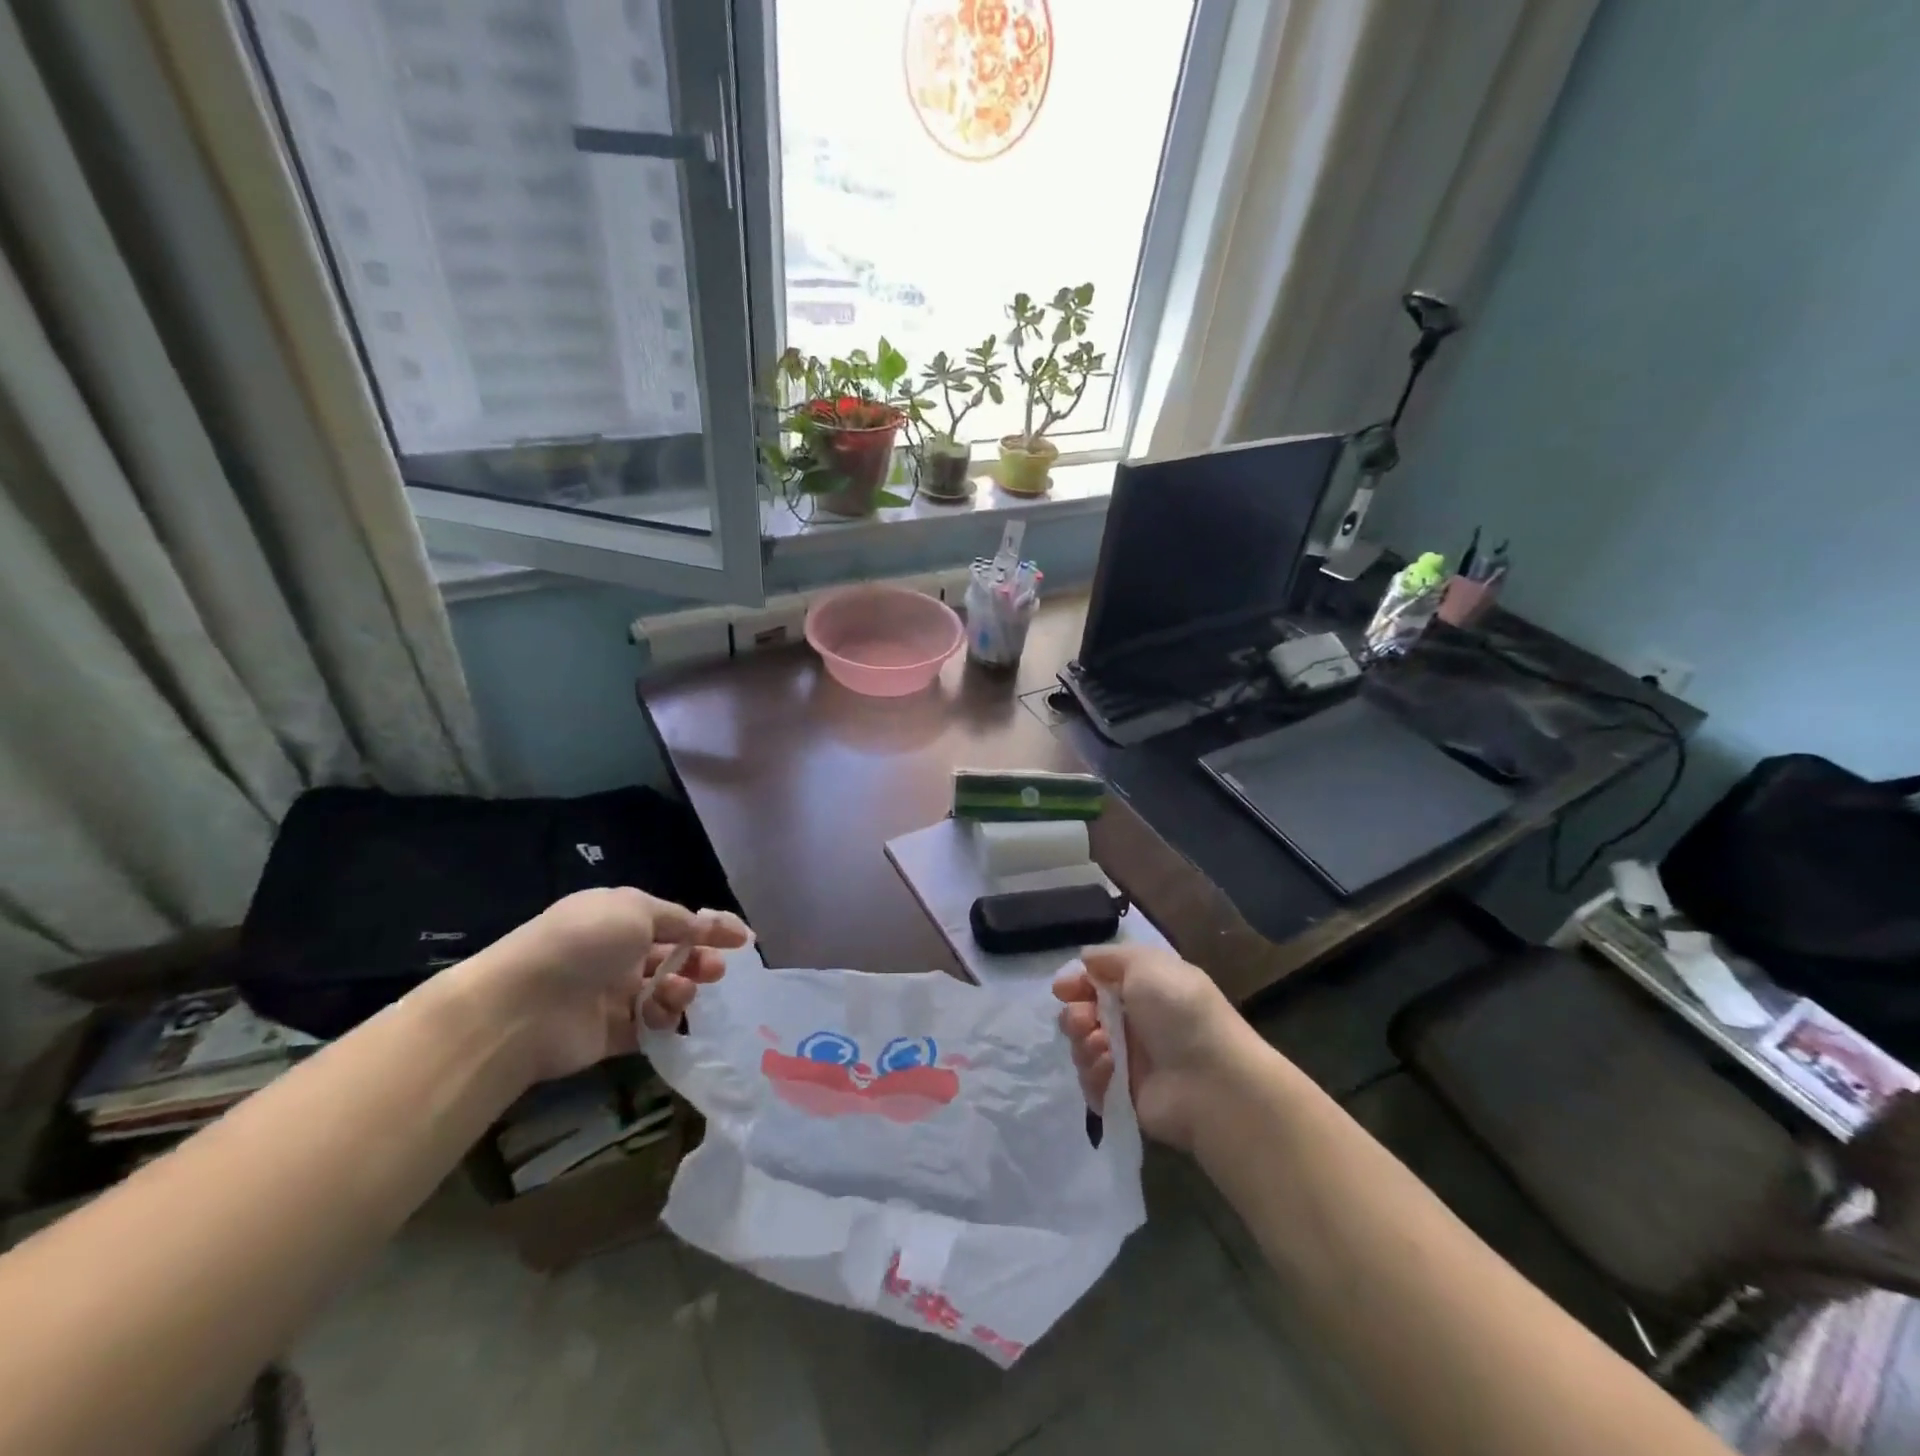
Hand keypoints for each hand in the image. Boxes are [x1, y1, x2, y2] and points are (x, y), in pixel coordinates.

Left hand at [455, 887, 750, 1082]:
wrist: (523, 1007)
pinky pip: (649, 1027)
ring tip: (681, 994)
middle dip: (700, 962)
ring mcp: (612, 995)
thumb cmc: (583, 943)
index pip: (677, 922)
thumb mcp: (635, 909)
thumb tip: (700, 928)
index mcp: (622, 919)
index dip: (712, 929)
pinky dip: (663, 1023)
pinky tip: (665, 1020)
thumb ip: (676, 919)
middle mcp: (618, 955)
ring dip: (682, 991)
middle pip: (674, 958)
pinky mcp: (609, 1034)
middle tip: (715, 972)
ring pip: (665, 992)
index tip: (744, 940)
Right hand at [1053, 944, 1261, 1151]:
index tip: (1063, 989)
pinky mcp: (1125, 1097)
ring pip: (1084, 1049)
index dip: (1076, 984)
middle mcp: (1135, 1025)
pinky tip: (1109, 1069)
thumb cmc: (1180, 1012)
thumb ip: (1112, 958)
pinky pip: (1093, 1083)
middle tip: (1084, 1020)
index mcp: (1144, 991)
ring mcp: (1129, 1063)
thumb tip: (1086, 959)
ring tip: (1101, 1045)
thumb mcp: (1148, 964)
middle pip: (1084, 1016)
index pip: (1097, 984)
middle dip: (1074, 1015)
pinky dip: (1094, 1074)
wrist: (1213, 1081)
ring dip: (1084, 1043)